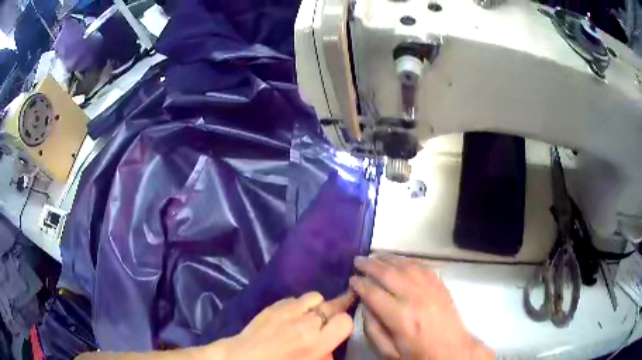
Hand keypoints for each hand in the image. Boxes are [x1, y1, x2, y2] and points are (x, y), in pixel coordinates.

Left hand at [215, 291, 355, 359]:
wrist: (241, 358)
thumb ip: (324, 353)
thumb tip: (330, 344)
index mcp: (315, 343)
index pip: (344, 321)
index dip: (345, 324)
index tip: (339, 329)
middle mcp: (304, 323)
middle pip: (332, 305)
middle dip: (335, 310)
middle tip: (331, 318)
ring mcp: (287, 311)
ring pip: (314, 296)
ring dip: (315, 306)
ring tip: (308, 316)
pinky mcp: (272, 305)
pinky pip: (294, 299)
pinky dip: (297, 305)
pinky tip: (290, 316)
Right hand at [350, 256, 492, 359]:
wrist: (452, 351)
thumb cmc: (417, 355)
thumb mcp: (388, 351)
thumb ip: (372, 328)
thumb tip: (365, 305)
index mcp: (400, 317)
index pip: (373, 293)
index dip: (359, 284)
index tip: (351, 279)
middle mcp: (415, 298)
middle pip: (388, 274)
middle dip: (369, 265)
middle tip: (357, 260)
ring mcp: (431, 289)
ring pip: (405, 265)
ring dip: (388, 259)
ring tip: (375, 257)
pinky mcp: (441, 286)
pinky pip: (423, 266)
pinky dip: (408, 260)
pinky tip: (399, 260)